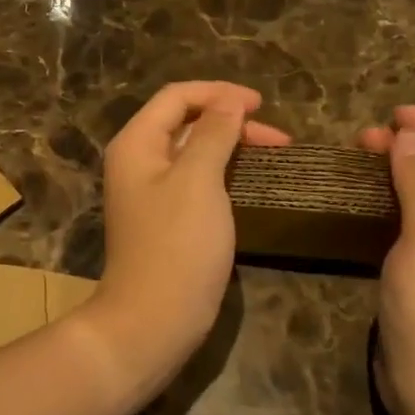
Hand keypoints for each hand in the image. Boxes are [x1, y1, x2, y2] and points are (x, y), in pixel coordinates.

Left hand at [83, 82, 289, 392]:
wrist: (153, 321)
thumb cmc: (176, 245)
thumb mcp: (198, 180)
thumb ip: (214, 134)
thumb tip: (230, 101)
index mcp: (137, 143)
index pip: (177, 96)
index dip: (219, 93)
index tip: (262, 105)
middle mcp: (139, 160)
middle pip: (186, 121)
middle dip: (230, 119)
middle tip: (277, 136)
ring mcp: (152, 191)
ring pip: (194, 150)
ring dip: (231, 144)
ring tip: (273, 151)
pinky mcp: (168, 218)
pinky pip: (197, 179)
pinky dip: (224, 171)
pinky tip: (250, 178)